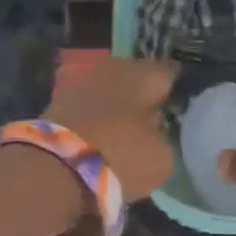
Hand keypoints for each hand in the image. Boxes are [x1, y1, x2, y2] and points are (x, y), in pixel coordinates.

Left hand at [44, 56, 177, 202]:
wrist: (53, 167)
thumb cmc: (120, 154)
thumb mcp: (161, 157)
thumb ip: (164, 140)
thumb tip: (157, 135)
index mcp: (144, 73)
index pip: (169, 72)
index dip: (177, 89)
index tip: (181, 104)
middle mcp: (112, 68)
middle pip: (135, 80)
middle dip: (143, 97)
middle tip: (155, 120)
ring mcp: (80, 83)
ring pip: (109, 93)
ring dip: (117, 109)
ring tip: (127, 133)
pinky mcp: (56, 104)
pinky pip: (88, 110)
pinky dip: (96, 122)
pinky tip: (102, 140)